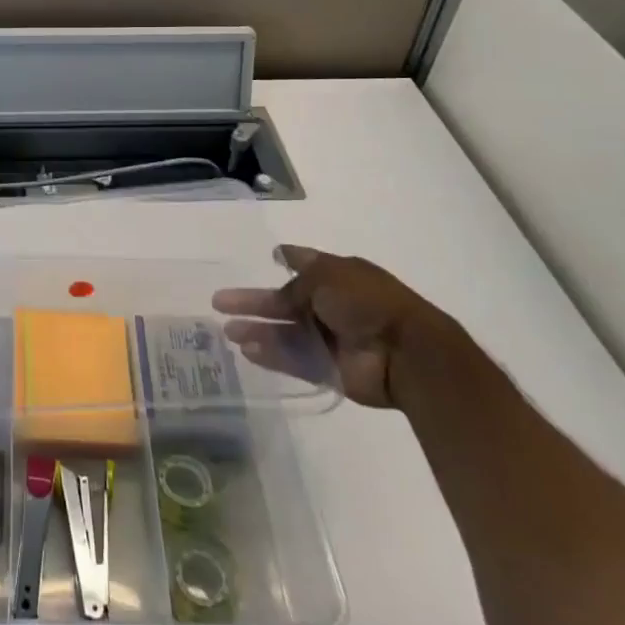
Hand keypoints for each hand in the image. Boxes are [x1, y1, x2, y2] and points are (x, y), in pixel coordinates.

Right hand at [212, 245, 449, 408]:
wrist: (404, 353)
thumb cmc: (366, 301)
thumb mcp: (327, 276)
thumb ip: (297, 281)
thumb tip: (281, 271)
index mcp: (338, 276)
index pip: (307, 264)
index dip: (288, 258)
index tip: (271, 254)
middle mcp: (332, 305)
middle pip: (285, 302)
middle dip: (255, 302)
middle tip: (220, 302)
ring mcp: (330, 338)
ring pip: (285, 332)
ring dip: (258, 330)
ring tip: (227, 331)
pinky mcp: (328, 369)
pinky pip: (293, 359)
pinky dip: (272, 355)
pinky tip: (247, 350)